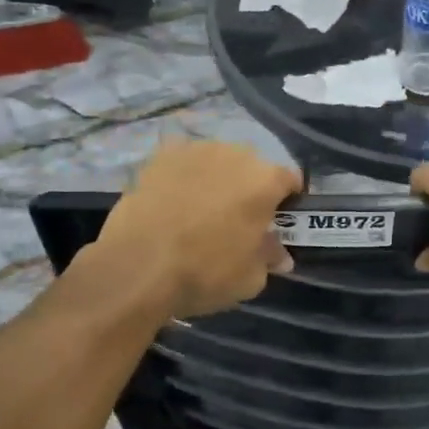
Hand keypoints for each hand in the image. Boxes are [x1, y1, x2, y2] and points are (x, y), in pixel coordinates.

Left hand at [97, 140, 300, 317]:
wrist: (137, 266)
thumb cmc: (205, 272)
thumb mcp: (250, 278)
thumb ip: (269, 258)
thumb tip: (279, 255)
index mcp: (265, 180)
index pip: (290, 180)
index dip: (288, 201)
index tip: (277, 221)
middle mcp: (235, 154)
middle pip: (253, 166)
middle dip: (250, 187)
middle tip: (238, 219)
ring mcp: (195, 150)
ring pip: (217, 161)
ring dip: (217, 179)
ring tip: (201, 210)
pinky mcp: (160, 156)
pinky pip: (184, 163)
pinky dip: (184, 177)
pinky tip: (173, 202)